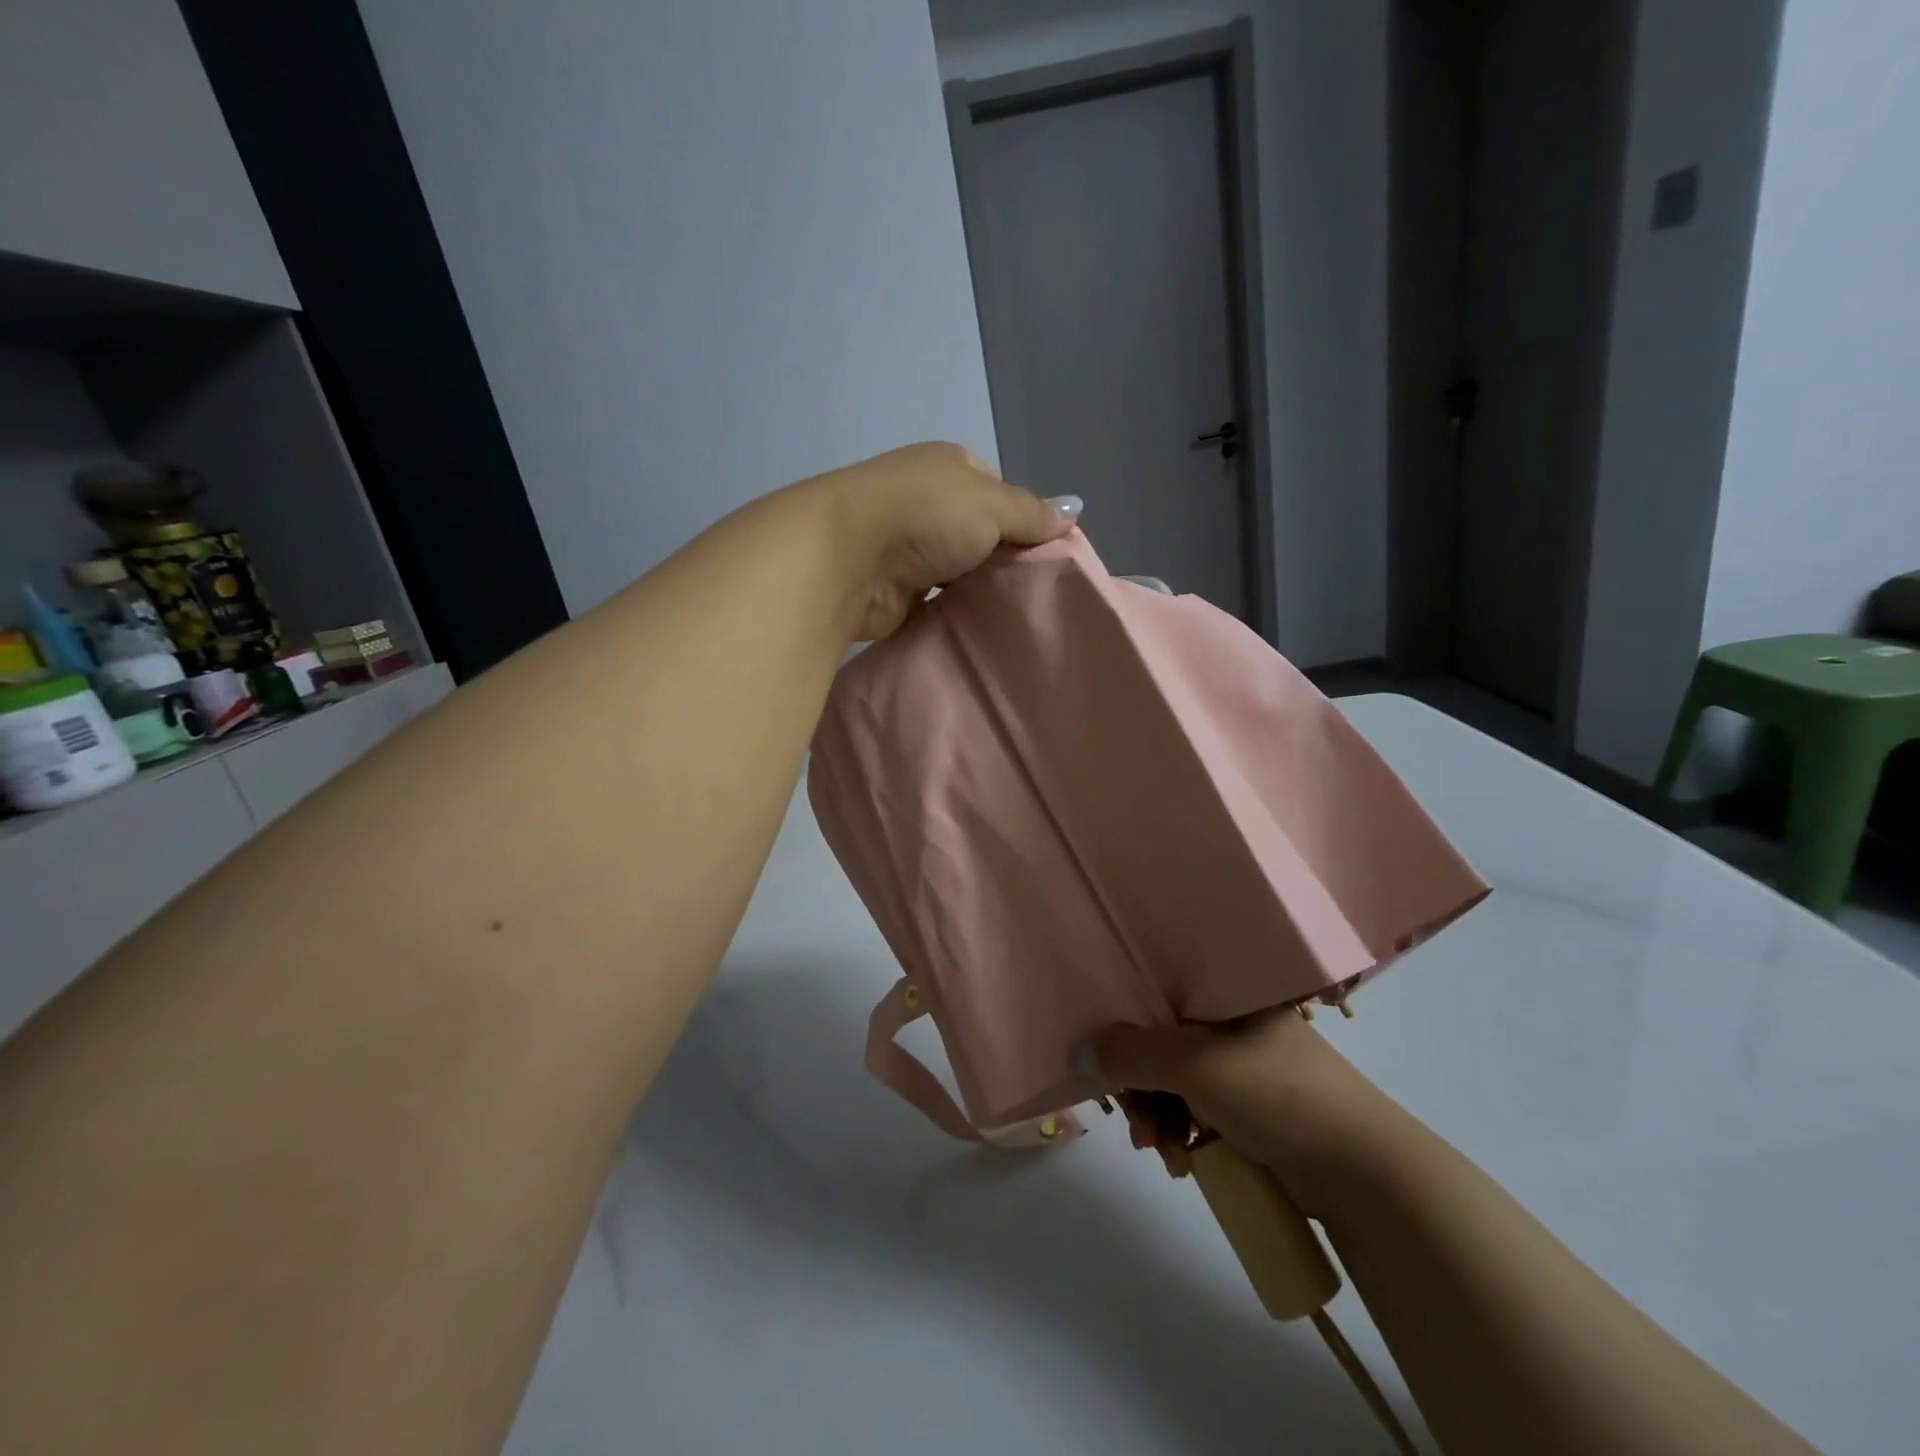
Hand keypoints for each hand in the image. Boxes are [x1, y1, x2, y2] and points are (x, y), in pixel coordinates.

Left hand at [807, 442, 1079, 640]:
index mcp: (949, 468)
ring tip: (1014, 617)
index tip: (1046, 558)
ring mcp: (906, 547)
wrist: (844, 558)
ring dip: (978, 592)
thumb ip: (1032, 512)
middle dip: (1003, 562)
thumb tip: (1074, 510)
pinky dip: (953, 614)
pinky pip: (936, 604)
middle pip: (980, 536)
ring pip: (958, 572)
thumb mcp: (992, 504)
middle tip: (1035, 595)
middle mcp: (926, 502)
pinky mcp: (893, 590)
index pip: (1000, 494)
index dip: (1025, 524)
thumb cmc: (924, 515)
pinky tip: (978, 631)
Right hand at [1097, 1009, 1381, 1212]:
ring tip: (1161, 1152)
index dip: (1125, 1023)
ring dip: (1159, 1117)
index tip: (1106, 1061)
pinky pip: (1200, 1112)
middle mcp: (1236, 1023)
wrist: (1365, 1175)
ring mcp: (1247, 1068)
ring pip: (1178, 1082)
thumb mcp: (1192, 1064)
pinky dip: (1183, 1134)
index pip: (1158, 994)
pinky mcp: (1255, 1110)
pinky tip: (1182, 1163)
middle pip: (1163, 1043)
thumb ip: (1128, 1054)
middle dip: (1141, 1087)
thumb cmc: (1275, 1094)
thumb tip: (1077, 1052)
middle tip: (1136, 1125)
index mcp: (1228, 993)